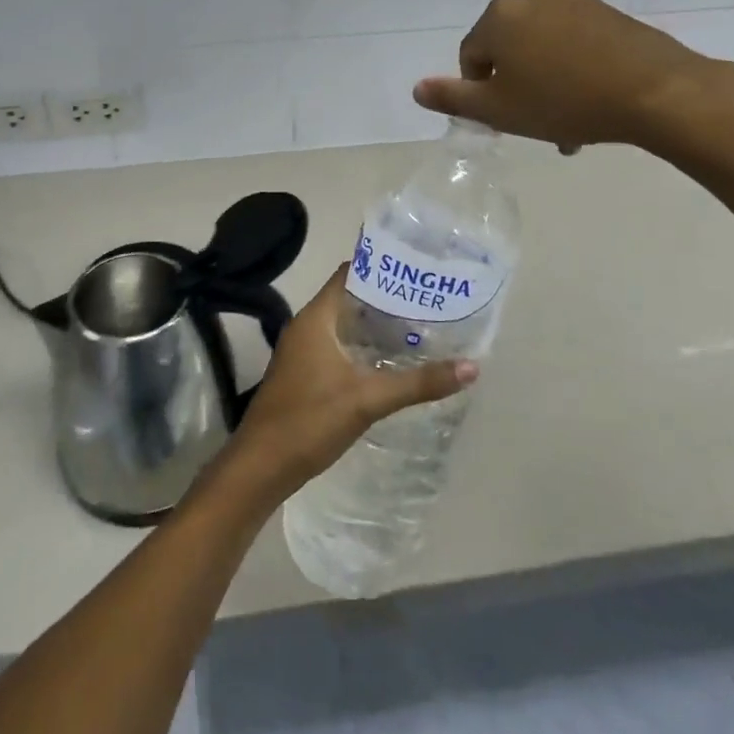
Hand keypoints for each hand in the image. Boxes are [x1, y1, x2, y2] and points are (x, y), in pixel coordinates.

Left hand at [222, 267, 475, 502]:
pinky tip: (391, 360)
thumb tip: (471, 367)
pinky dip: (364, 346)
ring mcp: (303, 351)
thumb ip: (418, 382)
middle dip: (386, 297)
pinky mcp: (305, 373)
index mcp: (316, 318)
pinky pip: (339, 345)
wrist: (261, 466)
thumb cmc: (309, 421)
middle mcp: (307, 326)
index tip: (417, 268)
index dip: (381, 267)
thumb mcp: (368, 399)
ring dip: (376, 324)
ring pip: (345, 324)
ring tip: (419, 324)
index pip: (349, 274)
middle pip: (350, 298)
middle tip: (427, 298)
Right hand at [412, 0, 733, 153]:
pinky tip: (592, 102)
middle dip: (517, 88)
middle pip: (510, 50)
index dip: (481, 92)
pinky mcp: (611, 13)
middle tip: (536, 125)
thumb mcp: (499, 110)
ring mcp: (576, 1)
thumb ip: (453, 98)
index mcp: (501, 16)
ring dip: (546, 82)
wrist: (657, 92)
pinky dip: (575, 69)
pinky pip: (576, 43)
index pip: (472, 57)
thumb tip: (417, 88)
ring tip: (568, 123)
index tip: (505, 119)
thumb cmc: (565, 102)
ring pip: (544, 48)